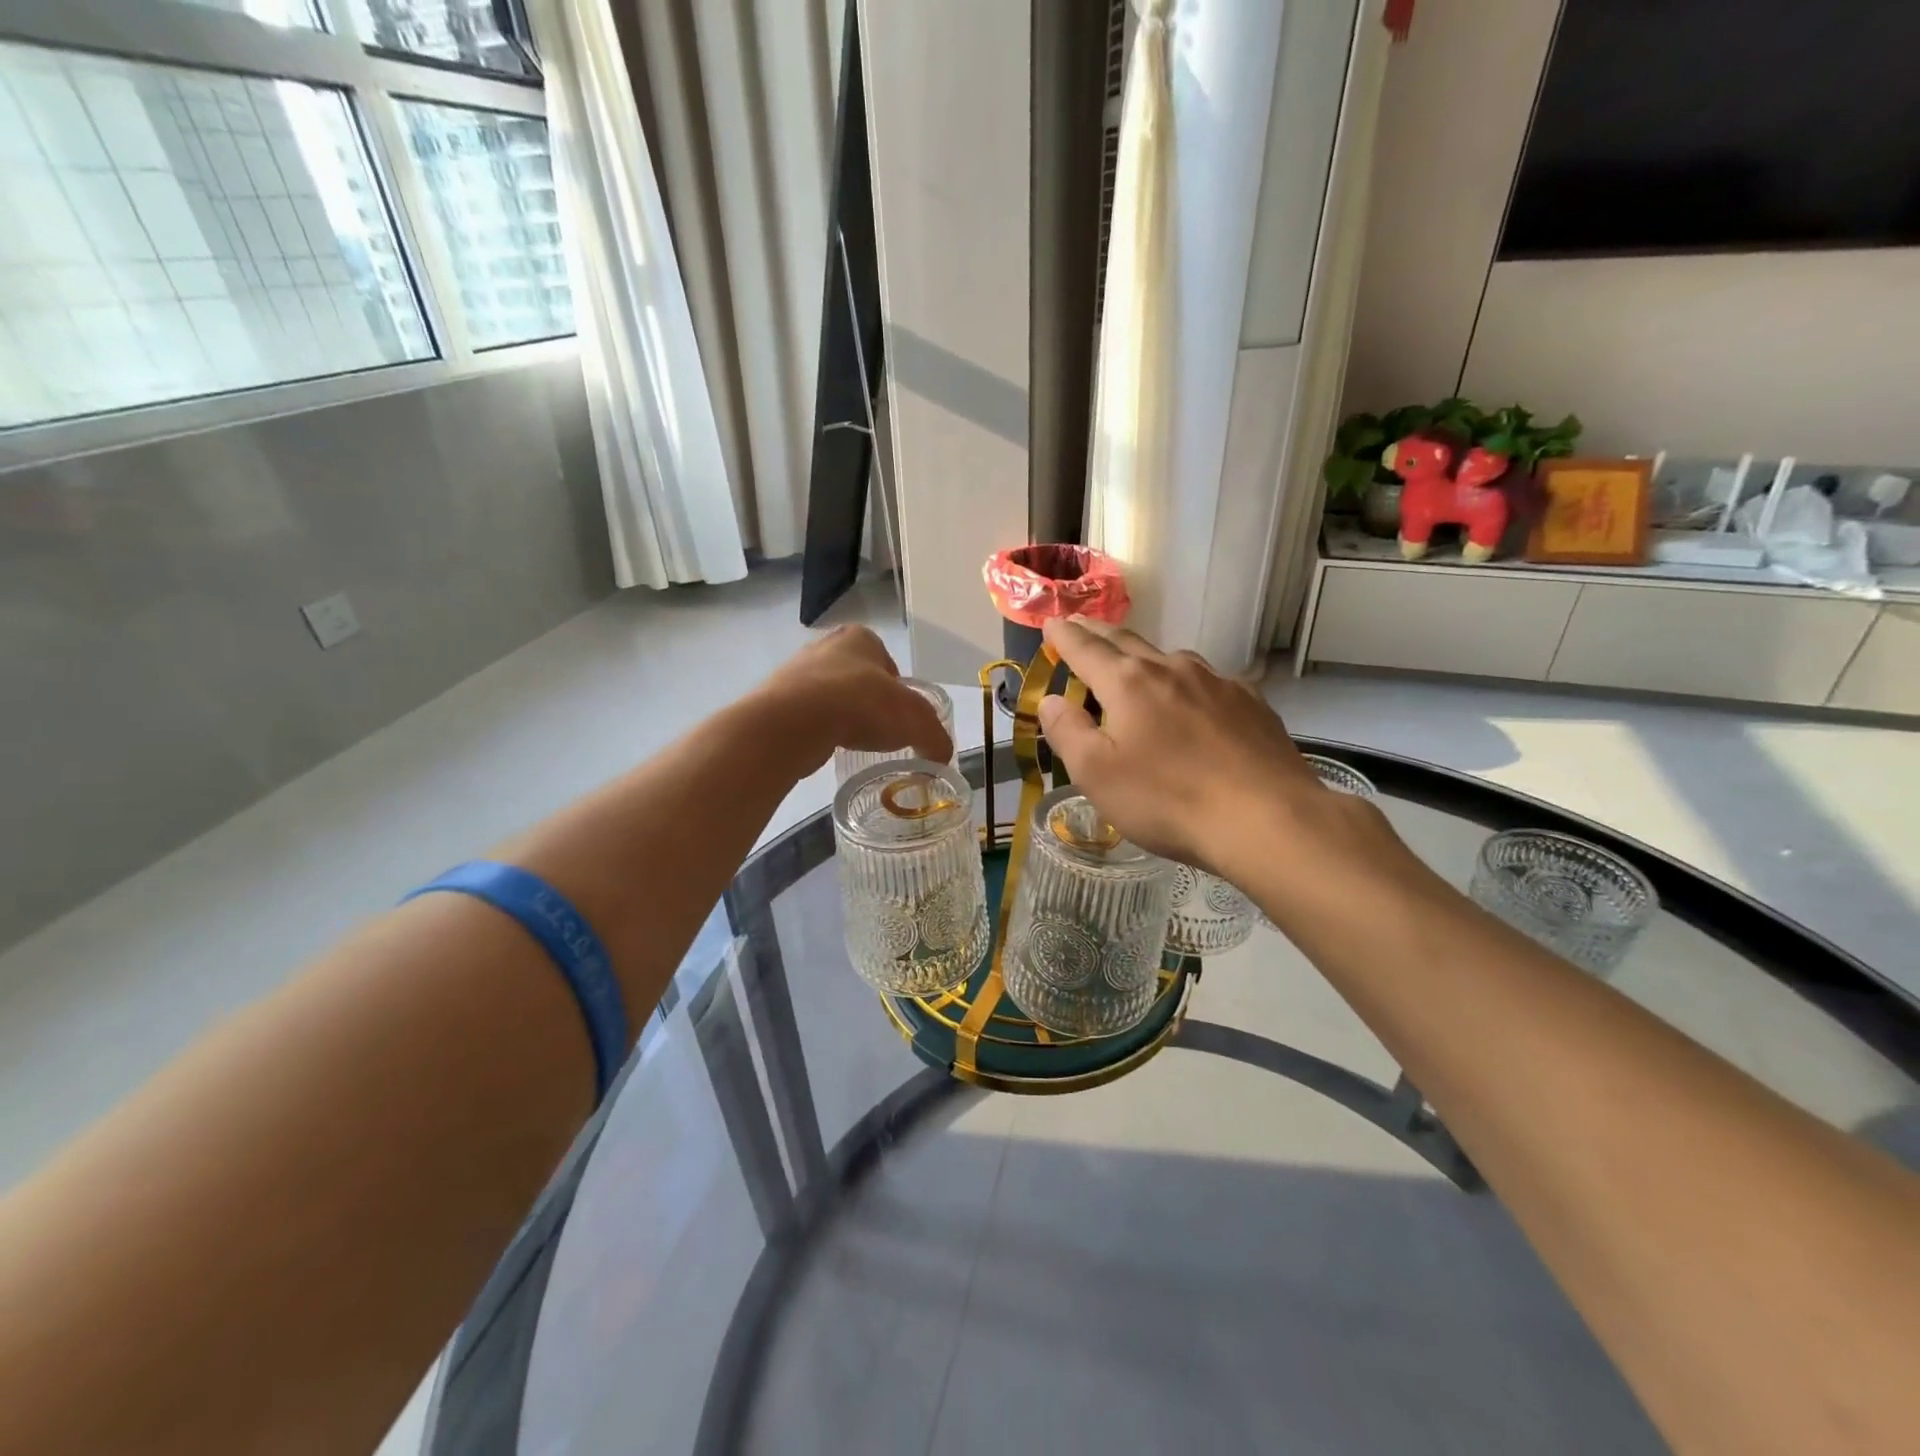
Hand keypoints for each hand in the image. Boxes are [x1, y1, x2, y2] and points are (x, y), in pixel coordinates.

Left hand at [756, 626, 952, 770]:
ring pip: (831, 696)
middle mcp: (826, 645)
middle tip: (880, 732)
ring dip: (843, 716)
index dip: (900, 693)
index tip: (902, 719)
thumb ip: (935, 737)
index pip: (889, 665)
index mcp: (861, 637)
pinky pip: (807, 715)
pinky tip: (826, 745)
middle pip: (859, 679)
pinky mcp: (776, 698)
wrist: (794, 722)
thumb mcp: (915, 720)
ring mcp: (797, 671)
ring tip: (852, 742)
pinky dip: (819, 729)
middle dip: (869, 704)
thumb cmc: (862, 705)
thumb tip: (942, 757)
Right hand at [1035, 618, 1383, 882]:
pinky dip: (1187, 684)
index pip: (1085, 648)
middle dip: (1100, 634)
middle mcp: (1172, 669)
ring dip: (1146, 658)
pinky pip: (1208, 683)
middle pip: (1127, 642)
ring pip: (1172, 659)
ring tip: (1137, 666)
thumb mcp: (1096, 774)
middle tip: (1083, 627)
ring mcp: (1217, 682)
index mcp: (1128, 683)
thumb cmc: (1167, 799)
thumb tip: (1051, 699)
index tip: (1050, 623)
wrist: (1267, 818)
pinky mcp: (1252, 703)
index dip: (1064, 635)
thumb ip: (1067, 731)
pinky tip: (1194, 703)